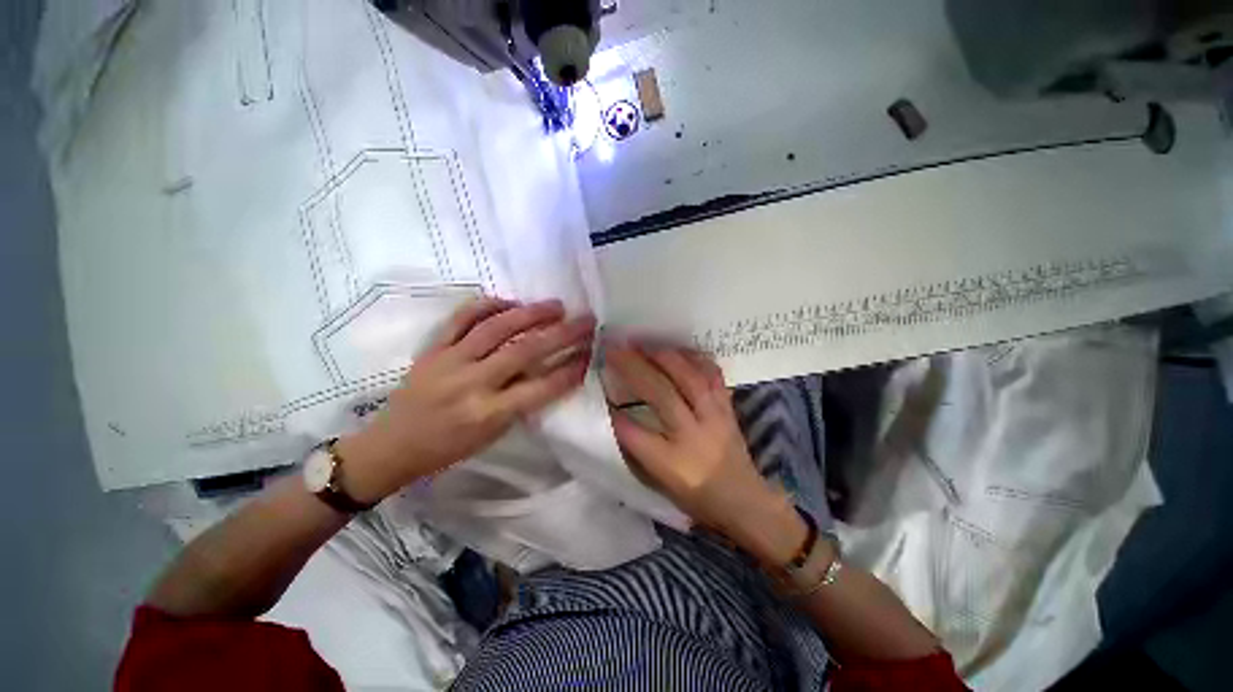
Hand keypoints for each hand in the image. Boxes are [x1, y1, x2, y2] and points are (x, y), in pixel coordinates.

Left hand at [338, 298, 595, 502]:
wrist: (391, 445)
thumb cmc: (447, 448)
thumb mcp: (493, 435)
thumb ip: (521, 402)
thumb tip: (549, 372)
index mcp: (489, 414)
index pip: (542, 387)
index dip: (570, 369)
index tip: (590, 353)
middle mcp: (472, 384)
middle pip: (525, 351)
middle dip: (562, 333)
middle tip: (586, 320)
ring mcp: (450, 361)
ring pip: (496, 328)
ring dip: (531, 313)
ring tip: (556, 305)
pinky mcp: (433, 348)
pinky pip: (461, 318)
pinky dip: (488, 305)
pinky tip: (510, 301)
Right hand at [604, 343, 806, 563]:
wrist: (744, 500)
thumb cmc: (695, 495)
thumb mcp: (659, 480)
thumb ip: (637, 448)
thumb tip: (615, 414)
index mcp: (672, 464)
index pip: (635, 434)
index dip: (613, 411)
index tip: (598, 386)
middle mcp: (694, 436)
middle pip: (661, 395)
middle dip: (634, 368)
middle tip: (614, 348)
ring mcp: (715, 417)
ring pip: (689, 378)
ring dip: (662, 356)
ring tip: (642, 343)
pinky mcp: (727, 407)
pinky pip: (713, 375)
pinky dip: (695, 358)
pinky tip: (679, 349)